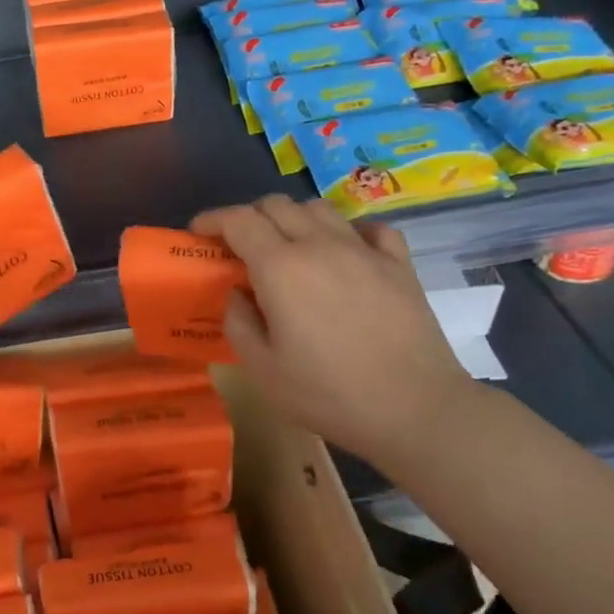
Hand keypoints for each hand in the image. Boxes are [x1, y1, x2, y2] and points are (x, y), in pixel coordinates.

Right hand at [190, 196, 482, 462]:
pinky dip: (349, 232)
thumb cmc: (329, 393)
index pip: (238, 220)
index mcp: (281, 267)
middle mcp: (320, 244)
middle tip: (239, 246)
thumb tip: (238, 293)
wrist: (416, 409)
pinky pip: (369, 228)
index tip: (198, 231)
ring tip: (289, 247)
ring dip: (294, 219)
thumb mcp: (262, 369)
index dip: (212, 219)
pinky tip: (346, 254)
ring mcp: (363, 250)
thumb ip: (238, 322)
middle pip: (276, 205)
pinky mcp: (399, 264)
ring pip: (319, 208)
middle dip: (249, 216)